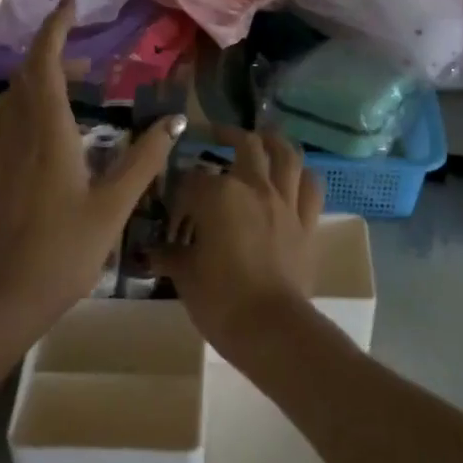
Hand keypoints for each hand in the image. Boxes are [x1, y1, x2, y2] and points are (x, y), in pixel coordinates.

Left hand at [0, 0, 185, 327]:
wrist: (3, 296)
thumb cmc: (64, 250)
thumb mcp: (114, 204)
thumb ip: (144, 159)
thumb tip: (174, 121)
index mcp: (48, 131)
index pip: (43, 62)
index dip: (54, 27)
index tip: (69, 3)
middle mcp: (15, 131)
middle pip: (25, 75)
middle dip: (52, 56)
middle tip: (86, 65)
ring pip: (9, 97)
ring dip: (35, 82)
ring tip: (67, 94)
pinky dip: (17, 109)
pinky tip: (32, 130)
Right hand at [157, 128, 323, 358]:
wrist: (270, 328)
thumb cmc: (220, 299)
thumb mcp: (184, 275)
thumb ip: (169, 255)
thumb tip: (151, 251)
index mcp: (218, 195)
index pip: (193, 179)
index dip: (180, 188)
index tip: (173, 200)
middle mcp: (253, 187)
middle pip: (244, 146)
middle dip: (227, 135)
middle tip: (215, 134)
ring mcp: (284, 202)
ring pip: (285, 154)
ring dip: (273, 140)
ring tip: (262, 136)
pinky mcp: (307, 222)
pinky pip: (311, 187)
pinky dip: (303, 175)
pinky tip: (295, 174)